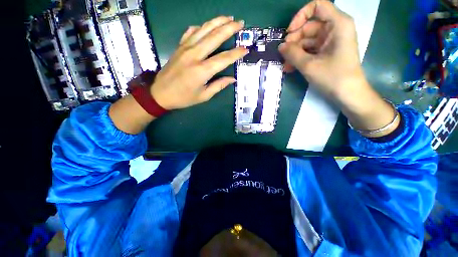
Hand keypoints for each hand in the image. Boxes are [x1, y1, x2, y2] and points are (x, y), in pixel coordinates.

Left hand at [151, 16, 247, 109]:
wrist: (160, 93)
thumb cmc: (183, 98)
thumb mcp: (203, 96)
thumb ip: (219, 86)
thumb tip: (232, 79)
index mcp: (202, 70)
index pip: (224, 59)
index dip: (236, 53)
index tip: (245, 49)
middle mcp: (194, 55)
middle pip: (215, 37)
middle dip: (229, 28)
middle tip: (240, 23)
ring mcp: (185, 48)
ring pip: (204, 29)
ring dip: (217, 22)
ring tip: (228, 17)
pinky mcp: (179, 47)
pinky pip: (191, 32)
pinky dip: (200, 27)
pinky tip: (206, 26)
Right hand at [280, 0, 399, 136]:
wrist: (348, 94)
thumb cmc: (333, 77)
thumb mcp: (309, 65)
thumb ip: (292, 54)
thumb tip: (281, 46)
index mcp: (337, 24)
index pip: (317, 6)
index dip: (300, 16)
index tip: (289, 33)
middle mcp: (335, 29)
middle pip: (309, 26)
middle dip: (294, 40)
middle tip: (284, 55)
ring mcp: (330, 41)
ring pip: (307, 40)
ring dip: (294, 52)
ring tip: (286, 66)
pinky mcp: (327, 52)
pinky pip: (310, 50)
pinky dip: (300, 57)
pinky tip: (291, 68)